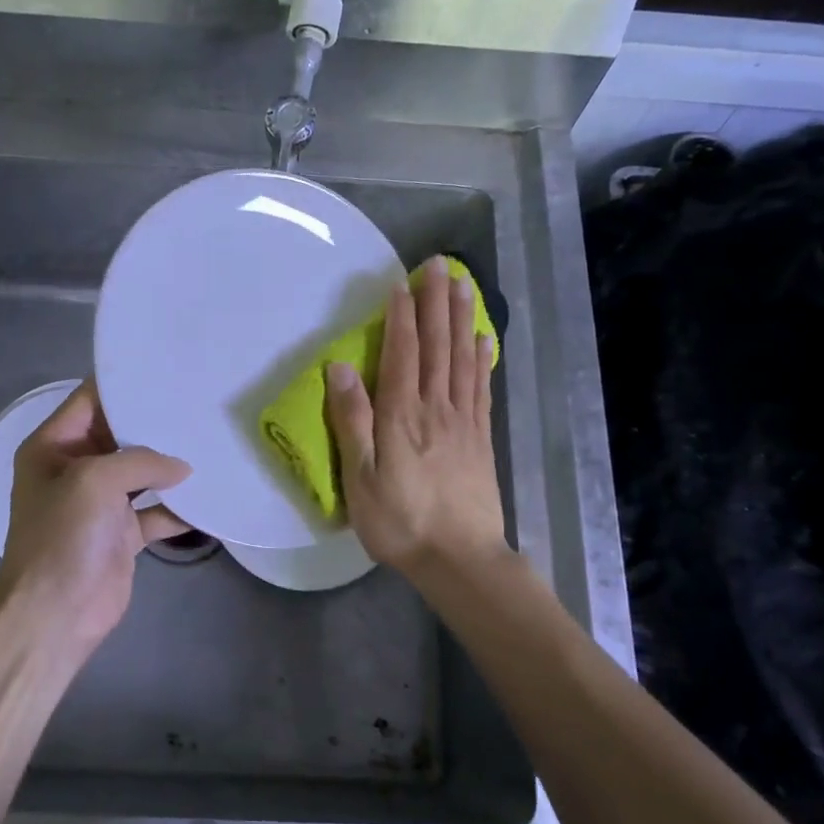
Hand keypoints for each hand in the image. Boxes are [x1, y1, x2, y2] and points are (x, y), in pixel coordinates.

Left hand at [0, 379, 190, 659]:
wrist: (55, 614)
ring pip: (142, 472)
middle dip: (156, 423)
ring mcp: (100, 503)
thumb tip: (183, 468)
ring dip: (171, 464)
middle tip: (200, 402)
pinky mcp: (122, 533)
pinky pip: (156, 511)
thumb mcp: (95, 481)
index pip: (90, 400)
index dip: (124, 384)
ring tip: (211, 440)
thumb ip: (141, 461)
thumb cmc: (63, 537)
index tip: (167, 369)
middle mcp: (76, 468)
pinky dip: (179, 507)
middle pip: (120, 434)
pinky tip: (209, 497)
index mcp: (54, 446)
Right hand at [324, 257, 507, 574]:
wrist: (460, 559)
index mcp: (402, 415)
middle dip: (436, 303)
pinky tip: (482, 339)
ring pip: (461, 358)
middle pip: (436, 346)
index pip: (401, 353)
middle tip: (439, 265)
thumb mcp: (361, 478)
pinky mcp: (481, 437)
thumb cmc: (400, 522)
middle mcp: (436, 408)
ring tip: (462, 285)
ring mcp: (464, 421)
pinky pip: (481, 387)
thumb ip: (353, 420)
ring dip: (460, 319)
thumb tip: (341, 367)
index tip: (401, 282)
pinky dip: (481, 358)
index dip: (401, 316)